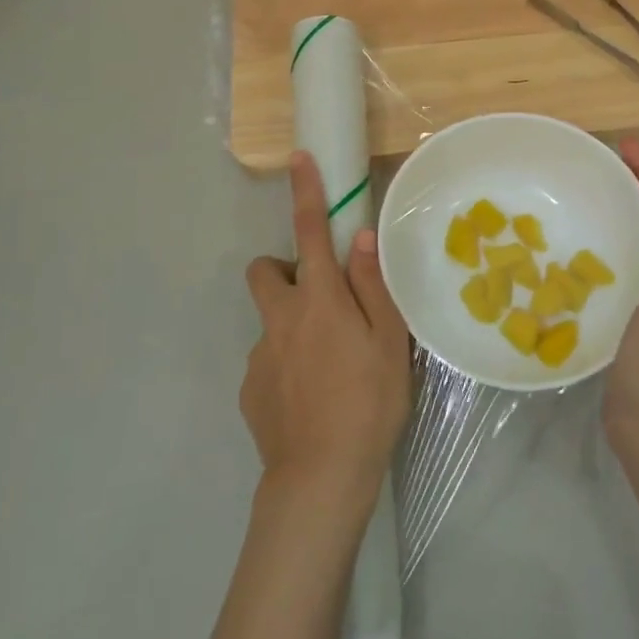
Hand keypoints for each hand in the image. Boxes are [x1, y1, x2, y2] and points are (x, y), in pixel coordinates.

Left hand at [243, 152, 410, 505]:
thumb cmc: (368, 403)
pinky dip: (286, 366)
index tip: (298, 158)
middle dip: (284, 270)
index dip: (306, 192)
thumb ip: (373, 286)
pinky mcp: (249, 389)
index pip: (309, 232)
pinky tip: (310, 399)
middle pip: (264, 271)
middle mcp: (280, 318)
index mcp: (319, 300)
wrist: (320, 479)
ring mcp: (258, 355)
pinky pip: (267, 361)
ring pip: (271, 321)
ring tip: (327, 368)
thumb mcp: (389, 343)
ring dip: (292, 326)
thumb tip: (359, 239)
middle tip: (320, 300)